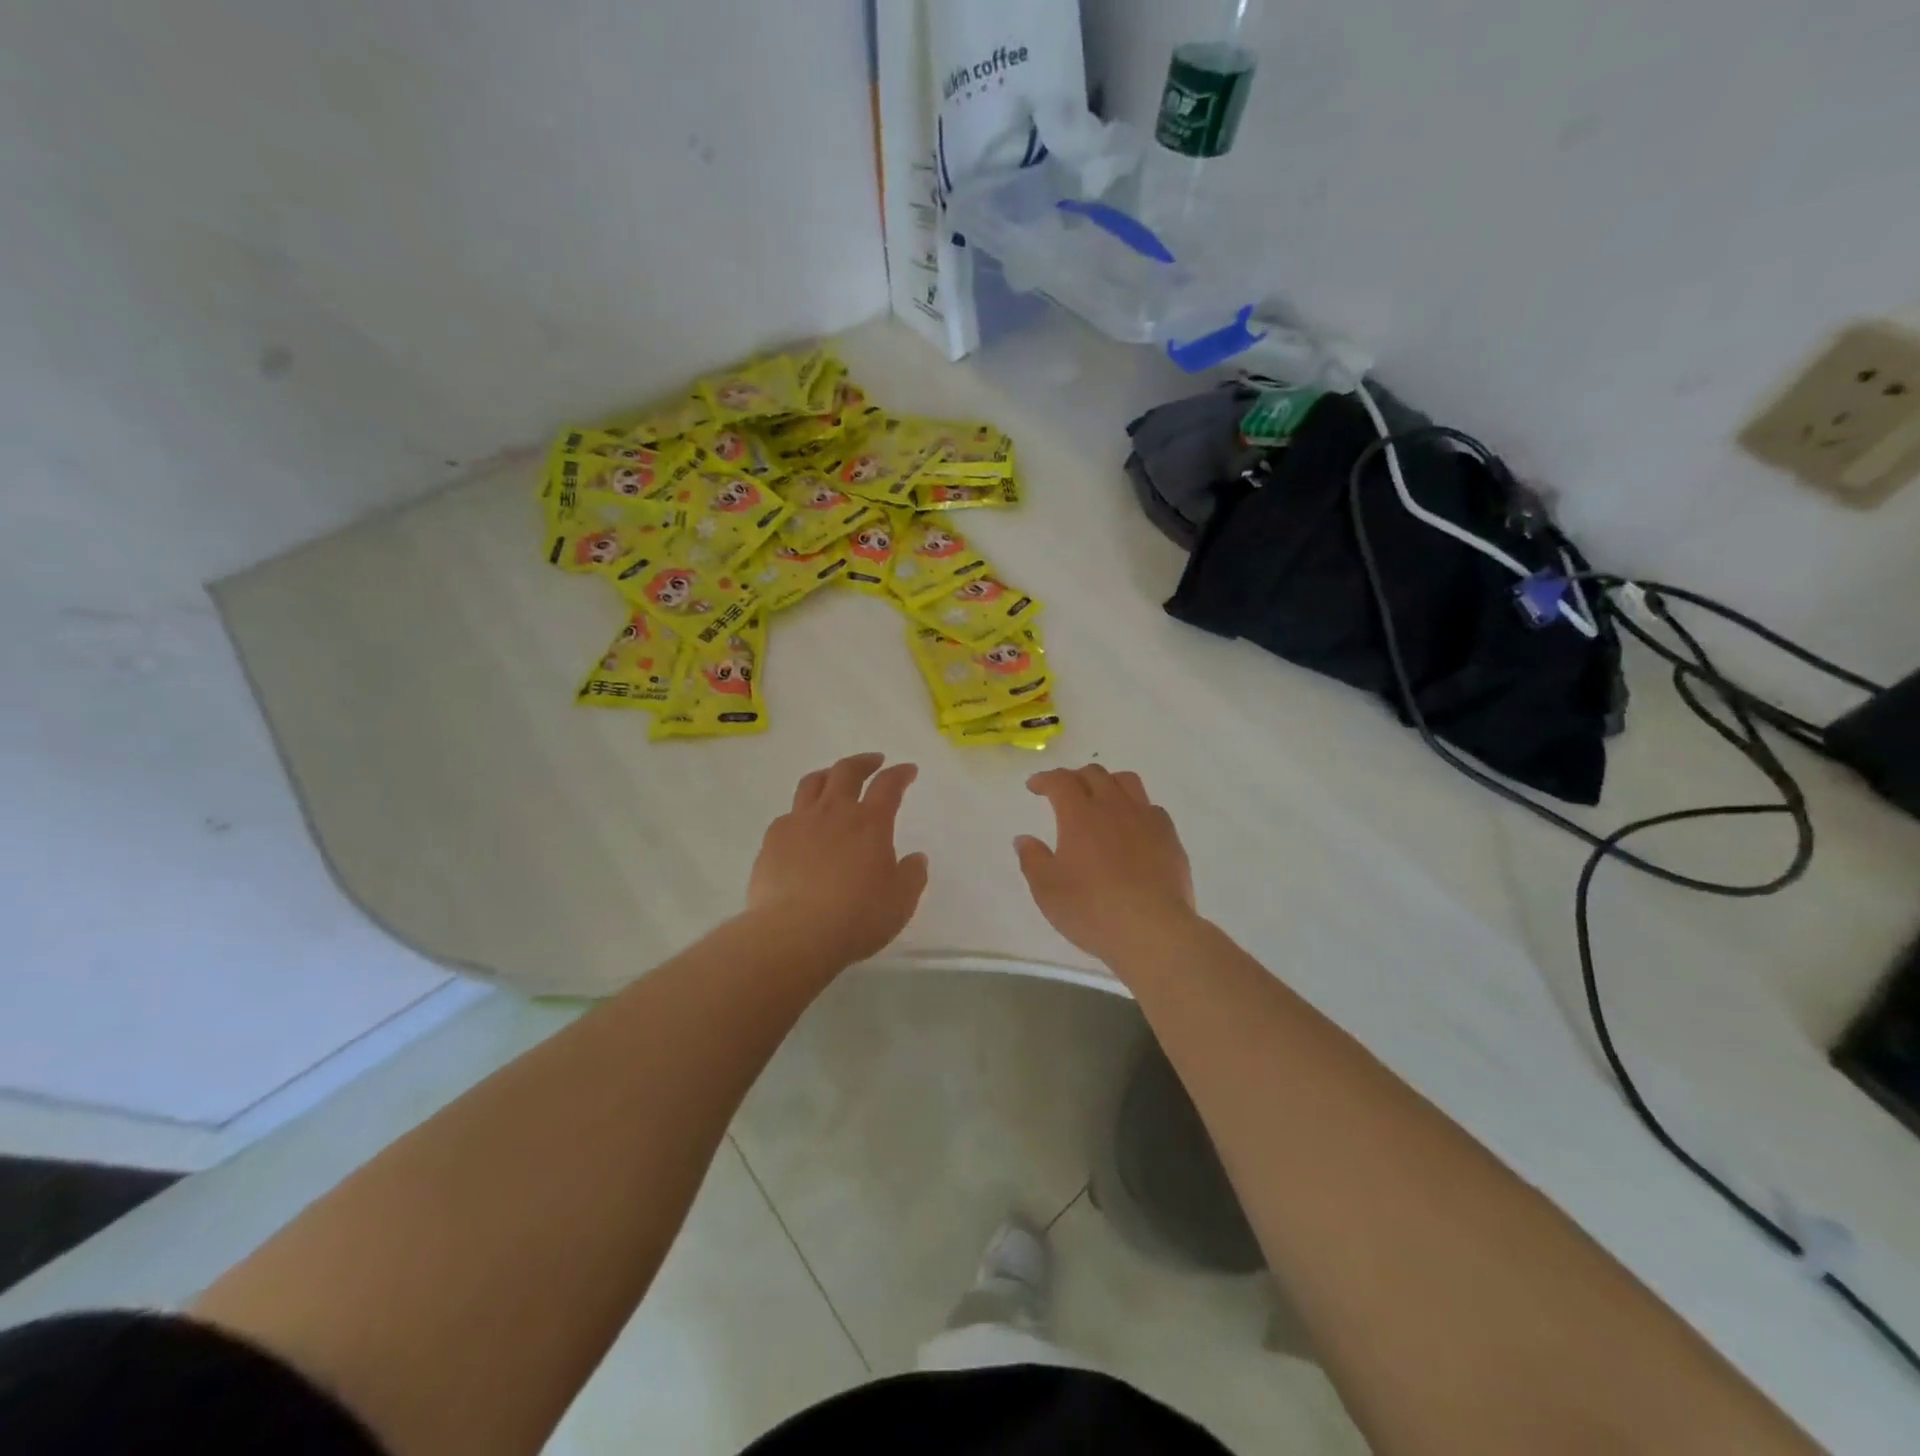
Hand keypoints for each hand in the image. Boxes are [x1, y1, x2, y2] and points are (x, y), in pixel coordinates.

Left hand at [748, 753, 928, 964]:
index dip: (900, 774)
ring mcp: (799, 823)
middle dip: (863, 762)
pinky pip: (788, 815)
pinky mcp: (772, 841)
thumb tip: (916, 858)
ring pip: (812, 783)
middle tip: (873, 762)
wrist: (794, 933)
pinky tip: (802, 827)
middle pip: (847, 771)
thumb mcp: (900, 902)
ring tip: (833, 779)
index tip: (908, 770)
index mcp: (870, 823)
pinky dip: (800, 813)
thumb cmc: (856, 917)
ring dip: (828, 775)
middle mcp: (834, 813)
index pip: (888, 785)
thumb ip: (912, 876)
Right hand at [1015, 766, 1197, 968]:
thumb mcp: (1047, 890)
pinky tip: (1132, 827)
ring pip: (1127, 782)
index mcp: (1080, 815)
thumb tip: (1024, 839)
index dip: (1045, 779)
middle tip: (1064, 793)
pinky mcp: (1170, 837)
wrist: (1153, 931)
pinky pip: (1151, 807)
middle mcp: (1114, 807)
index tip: (1034, 786)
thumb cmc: (1092, 910)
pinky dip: (1135, 807)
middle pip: (1095, 774)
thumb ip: (1033, 860)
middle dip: (1075, 777)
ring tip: (1100, 799)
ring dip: (1108, 783)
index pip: (1061, 781)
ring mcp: (1146, 819)